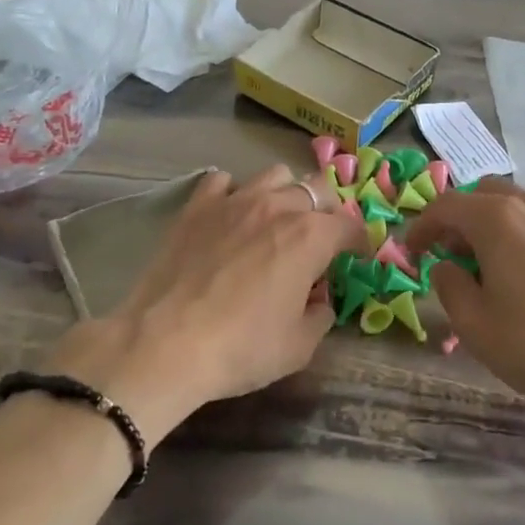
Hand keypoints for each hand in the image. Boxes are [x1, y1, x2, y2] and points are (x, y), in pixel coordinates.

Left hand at [51, 166, 364, 439]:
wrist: (164, 345)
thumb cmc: (241, 349)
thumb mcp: (299, 347)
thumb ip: (321, 316)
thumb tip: (319, 300)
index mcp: (311, 237)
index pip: (351, 226)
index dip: (360, 242)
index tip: (357, 257)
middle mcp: (279, 207)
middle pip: (317, 189)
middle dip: (327, 210)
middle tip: (319, 239)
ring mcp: (235, 201)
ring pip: (275, 175)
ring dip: (285, 194)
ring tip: (277, 220)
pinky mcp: (197, 207)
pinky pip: (223, 181)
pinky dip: (233, 193)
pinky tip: (230, 215)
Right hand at [405, 180, 524, 418]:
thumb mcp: (473, 323)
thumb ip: (448, 284)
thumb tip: (447, 266)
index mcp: (499, 219)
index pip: (447, 205)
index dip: (421, 225)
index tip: (411, 251)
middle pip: (482, 193)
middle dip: (457, 218)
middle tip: (447, 255)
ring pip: (511, 204)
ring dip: (486, 224)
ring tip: (481, 268)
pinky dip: (513, 232)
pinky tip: (516, 274)